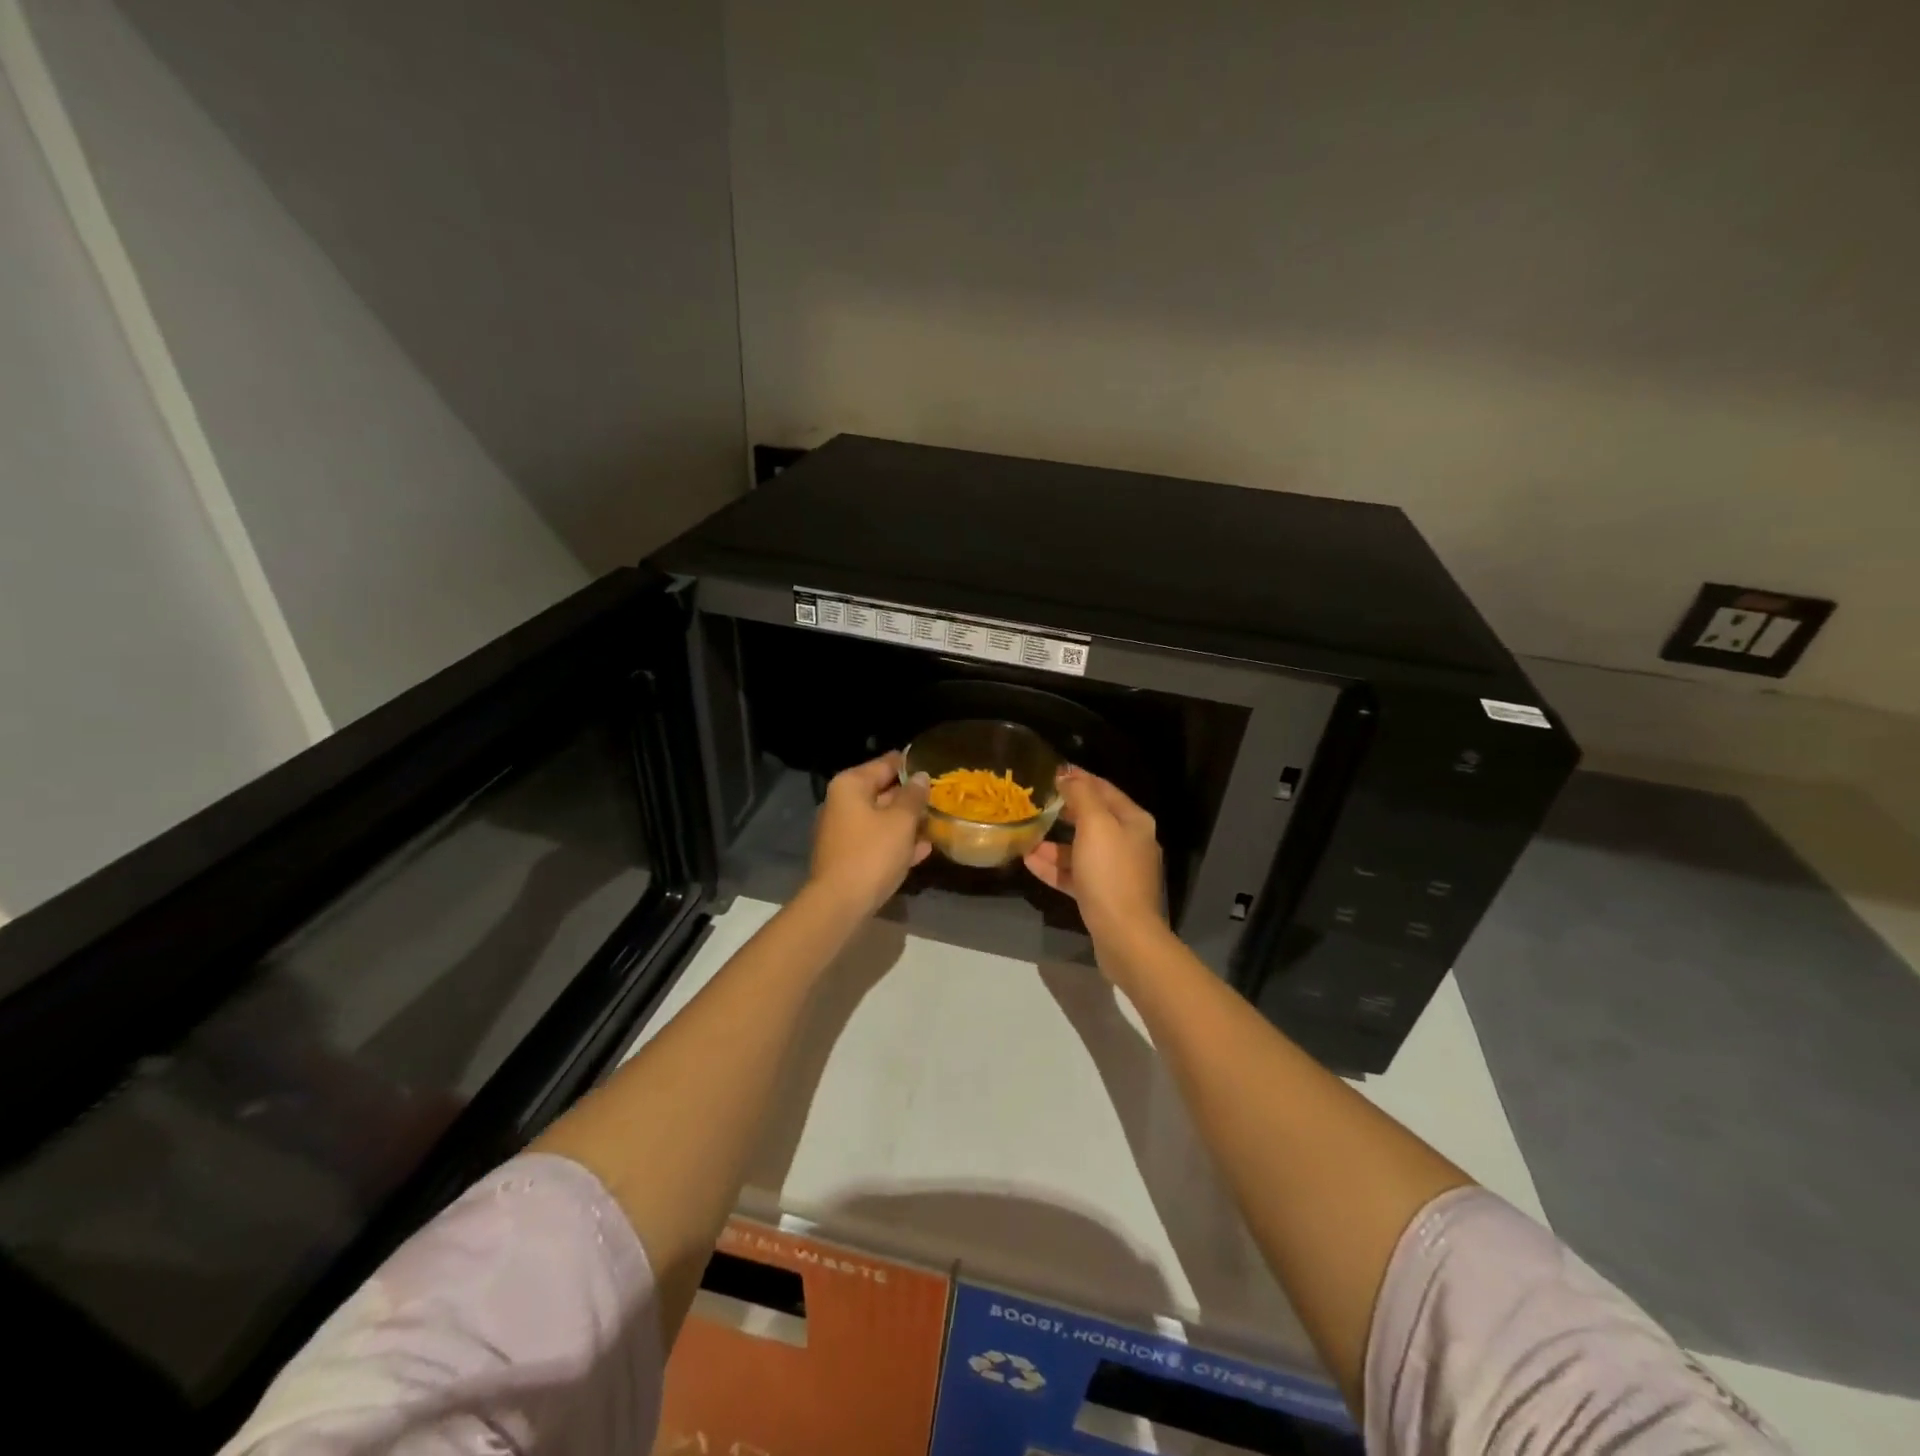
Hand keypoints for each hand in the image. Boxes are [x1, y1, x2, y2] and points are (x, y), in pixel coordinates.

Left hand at [806, 752, 930, 917]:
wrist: (840, 903)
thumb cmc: (872, 853)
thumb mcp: (901, 821)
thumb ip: (913, 796)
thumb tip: (921, 777)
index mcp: (850, 786)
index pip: (885, 764)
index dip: (911, 765)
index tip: (936, 765)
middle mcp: (842, 803)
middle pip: (882, 791)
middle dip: (911, 796)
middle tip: (941, 797)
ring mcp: (843, 831)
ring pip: (881, 819)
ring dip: (907, 822)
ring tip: (937, 822)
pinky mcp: (848, 856)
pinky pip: (877, 841)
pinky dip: (897, 842)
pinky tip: (924, 849)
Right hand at [1022, 766, 1164, 941]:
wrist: (1124, 935)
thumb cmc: (1110, 873)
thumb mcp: (1095, 825)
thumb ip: (1081, 796)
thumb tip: (1068, 775)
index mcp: (1134, 821)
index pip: (1104, 789)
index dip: (1079, 778)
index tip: (1051, 771)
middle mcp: (1129, 843)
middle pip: (1093, 819)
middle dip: (1064, 811)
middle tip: (1035, 802)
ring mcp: (1116, 872)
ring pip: (1081, 849)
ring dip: (1054, 843)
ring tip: (1026, 836)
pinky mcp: (1103, 896)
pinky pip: (1076, 874)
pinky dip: (1055, 867)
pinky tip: (1030, 862)